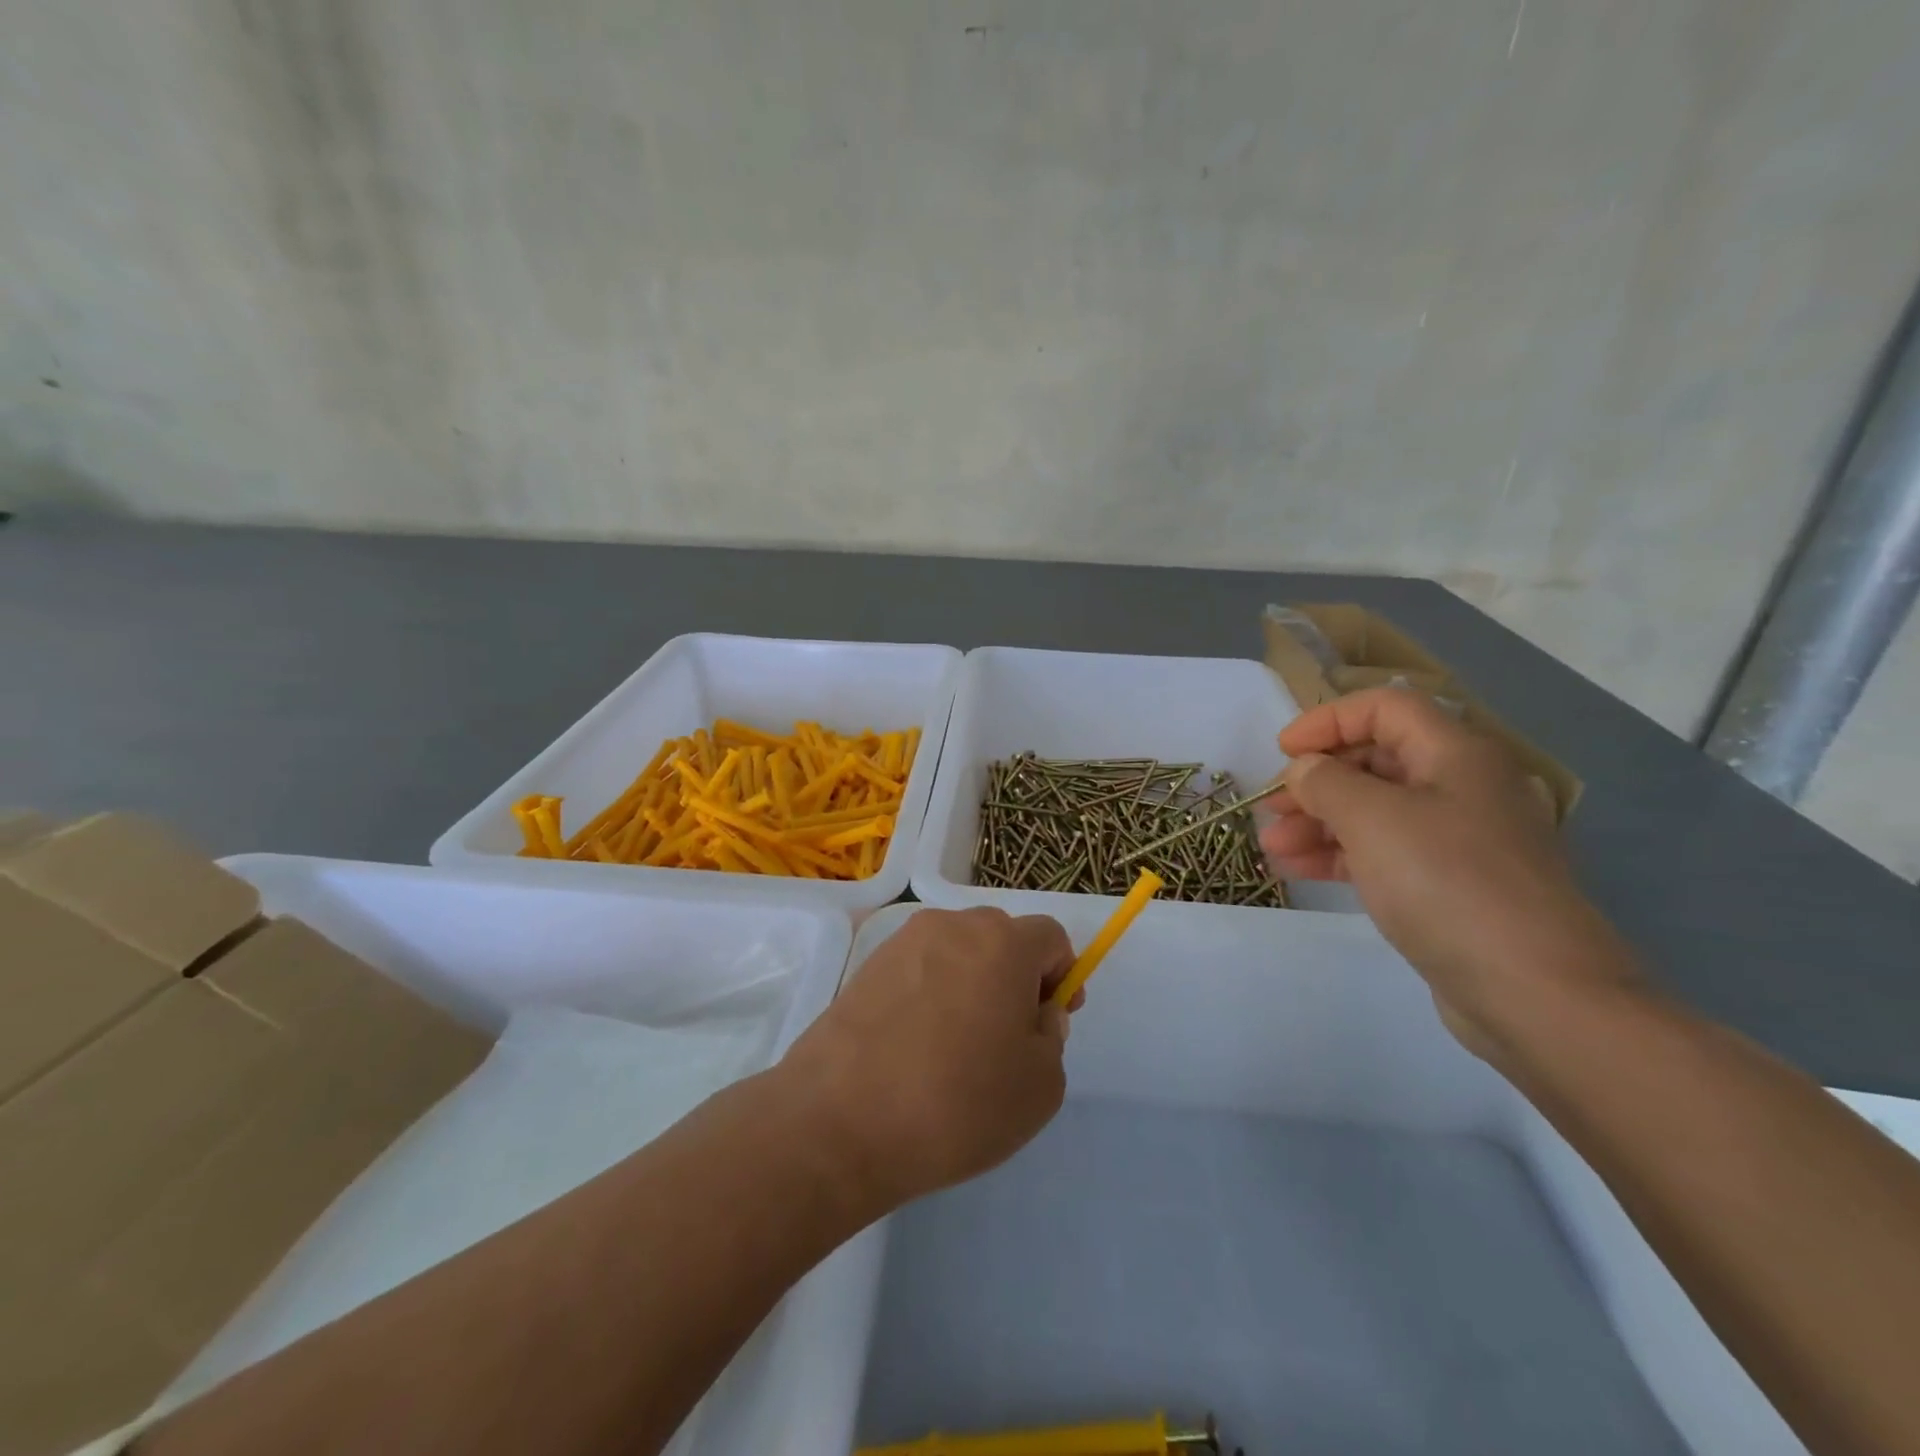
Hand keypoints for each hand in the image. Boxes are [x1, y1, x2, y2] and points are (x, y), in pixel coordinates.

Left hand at [779, 907, 1076, 1208]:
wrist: (840, 1120)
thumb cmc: (957, 1102)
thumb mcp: (1040, 1086)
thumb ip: (1052, 1036)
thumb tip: (1035, 1011)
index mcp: (1002, 942)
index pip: (1050, 937)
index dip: (1061, 975)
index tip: (1048, 1020)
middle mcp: (953, 926)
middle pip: (1001, 938)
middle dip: (1015, 977)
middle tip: (1005, 1038)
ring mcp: (904, 942)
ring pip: (958, 952)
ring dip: (971, 983)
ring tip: (955, 1047)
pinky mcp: (867, 966)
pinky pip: (919, 970)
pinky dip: (930, 994)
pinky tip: (915, 1047)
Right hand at [1258, 687, 1636, 1055]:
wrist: (1536, 992)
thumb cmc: (1448, 883)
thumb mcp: (1372, 818)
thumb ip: (1325, 781)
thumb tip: (1305, 770)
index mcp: (1457, 755)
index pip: (1384, 708)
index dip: (1328, 720)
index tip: (1282, 751)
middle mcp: (1464, 788)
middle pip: (1377, 761)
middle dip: (1316, 781)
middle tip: (1270, 808)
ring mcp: (1461, 841)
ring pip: (1376, 812)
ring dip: (1319, 822)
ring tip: (1272, 847)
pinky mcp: (1453, 886)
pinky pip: (1387, 854)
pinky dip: (1342, 855)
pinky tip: (1299, 870)